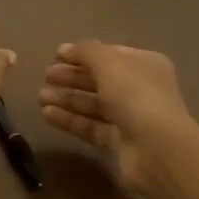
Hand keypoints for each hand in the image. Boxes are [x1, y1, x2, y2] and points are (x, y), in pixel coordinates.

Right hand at [40, 40, 195, 194]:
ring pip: (93, 104)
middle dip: (72, 77)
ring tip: (40, 97)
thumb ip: (87, 51)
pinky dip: (69, 119)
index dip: (83, 54)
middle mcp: (140, 89)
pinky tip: (47, 114)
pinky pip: (90, 126)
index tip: (55, 55)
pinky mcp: (118, 142)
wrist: (157, 149)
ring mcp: (130, 117)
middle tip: (46, 76)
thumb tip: (69, 48)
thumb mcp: (110, 63)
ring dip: (67, 98)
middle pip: (100, 80)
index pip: (110, 54)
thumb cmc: (136, 96)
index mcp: (145, 64)